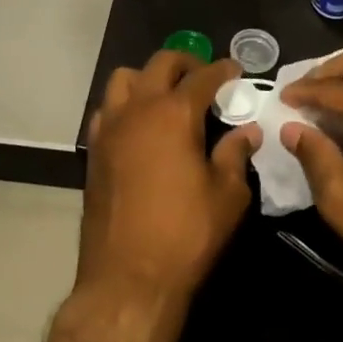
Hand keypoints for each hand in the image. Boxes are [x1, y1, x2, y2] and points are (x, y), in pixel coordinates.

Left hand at [79, 52, 258, 308]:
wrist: (127, 279)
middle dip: (186, 62)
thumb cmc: (185, 235)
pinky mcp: (94, 151)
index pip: (203, 76)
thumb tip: (248, 131)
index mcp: (174, 113)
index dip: (223, 69)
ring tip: (167, 97)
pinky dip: (125, 105)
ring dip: (148, 78)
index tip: (235, 70)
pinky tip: (140, 127)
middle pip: (160, 64)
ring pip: (124, 79)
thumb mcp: (227, 196)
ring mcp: (110, 128)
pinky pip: (107, 110)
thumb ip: (236, 155)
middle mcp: (138, 109)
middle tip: (204, 77)